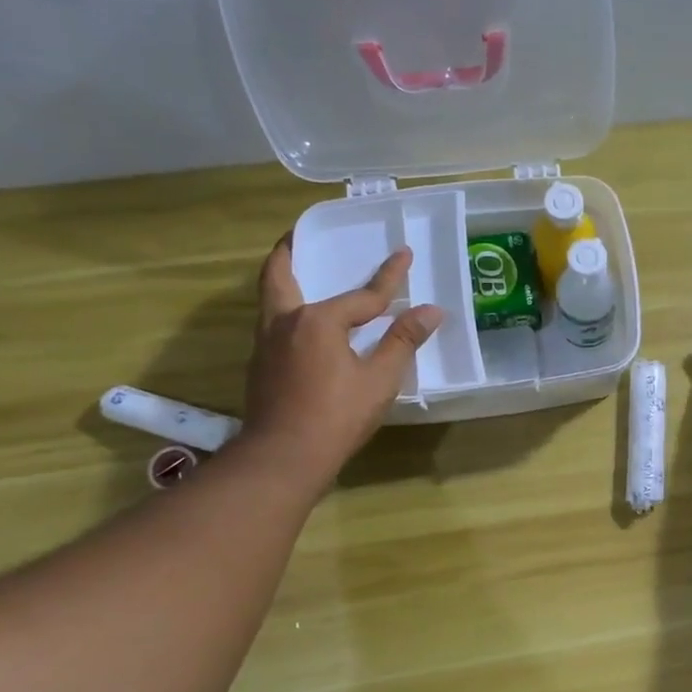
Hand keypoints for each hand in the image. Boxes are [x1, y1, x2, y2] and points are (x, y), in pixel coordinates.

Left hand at [238, 240, 441, 493]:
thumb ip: (403, 341)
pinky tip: (302, 326)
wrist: (284, 456)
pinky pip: (272, 323)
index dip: (389, 277)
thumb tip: (431, 310)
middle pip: (280, 275)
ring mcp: (266, 343)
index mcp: (318, 320)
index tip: (404, 254)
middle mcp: (285, 322)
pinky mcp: (260, 365)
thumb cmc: (337, 415)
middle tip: (297, 235)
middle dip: (289, 251)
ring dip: (283, 280)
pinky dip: (286, 310)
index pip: (363, 295)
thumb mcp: (379, 379)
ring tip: (298, 272)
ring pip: (271, 299)